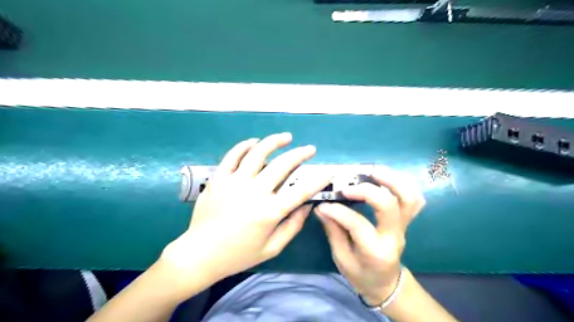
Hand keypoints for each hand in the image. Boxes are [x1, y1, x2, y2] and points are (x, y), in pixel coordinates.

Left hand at [161, 134, 332, 290]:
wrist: (199, 254)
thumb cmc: (238, 254)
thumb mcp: (271, 248)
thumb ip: (293, 226)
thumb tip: (307, 206)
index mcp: (270, 212)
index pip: (301, 191)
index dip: (318, 180)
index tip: (327, 172)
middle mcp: (254, 192)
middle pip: (283, 165)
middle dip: (301, 154)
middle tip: (310, 149)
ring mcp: (235, 182)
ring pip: (258, 153)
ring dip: (275, 141)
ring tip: (286, 137)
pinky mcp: (219, 178)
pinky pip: (233, 155)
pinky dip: (245, 145)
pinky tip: (254, 142)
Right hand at [316, 168, 422, 306]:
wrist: (386, 283)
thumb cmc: (361, 274)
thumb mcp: (341, 258)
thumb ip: (333, 231)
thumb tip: (321, 207)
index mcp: (375, 251)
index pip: (358, 224)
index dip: (338, 211)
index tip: (323, 204)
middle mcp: (394, 236)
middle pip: (389, 206)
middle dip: (367, 190)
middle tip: (348, 184)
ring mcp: (404, 226)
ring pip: (409, 198)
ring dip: (391, 180)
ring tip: (371, 171)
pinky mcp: (406, 220)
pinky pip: (413, 198)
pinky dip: (402, 184)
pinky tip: (384, 178)